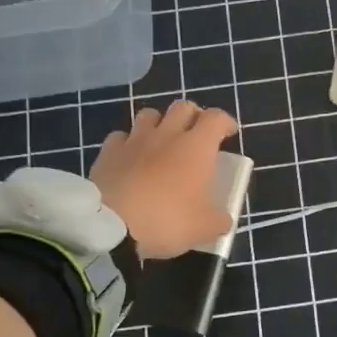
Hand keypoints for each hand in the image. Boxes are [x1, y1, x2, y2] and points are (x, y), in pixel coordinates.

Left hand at [90, 101, 239, 258]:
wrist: (112, 227)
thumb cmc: (168, 221)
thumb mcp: (205, 228)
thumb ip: (219, 219)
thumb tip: (222, 218)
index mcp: (197, 147)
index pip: (216, 118)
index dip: (225, 122)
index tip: (228, 134)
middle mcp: (167, 134)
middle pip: (183, 107)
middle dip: (193, 116)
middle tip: (196, 133)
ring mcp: (134, 140)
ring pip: (150, 114)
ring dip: (160, 123)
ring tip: (162, 142)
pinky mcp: (108, 152)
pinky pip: (121, 136)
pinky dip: (129, 143)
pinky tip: (130, 158)